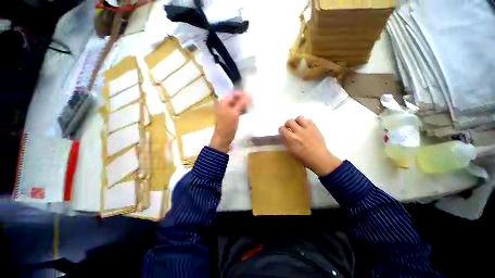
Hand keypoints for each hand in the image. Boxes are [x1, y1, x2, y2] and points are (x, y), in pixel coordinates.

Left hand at [209, 91, 250, 152]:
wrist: (222, 139)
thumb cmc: (228, 126)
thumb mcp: (235, 113)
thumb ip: (242, 103)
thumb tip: (250, 94)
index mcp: (223, 102)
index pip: (233, 93)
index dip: (242, 94)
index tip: (252, 96)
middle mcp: (224, 104)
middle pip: (235, 98)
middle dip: (243, 99)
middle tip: (253, 101)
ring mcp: (226, 111)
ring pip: (236, 104)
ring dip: (243, 105)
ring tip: (251, 106)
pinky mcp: (229, 116)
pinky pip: (236, 110)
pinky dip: (241, 110)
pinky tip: (247, 111)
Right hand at [279, 116, 341, 176]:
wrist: (319, 158)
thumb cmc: (303, 157)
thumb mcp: (291, 151)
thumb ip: (286, 141)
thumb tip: (283, 134)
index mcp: (291, 138)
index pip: (282, 128)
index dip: (281, 130)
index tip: (283, 132)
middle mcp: (298, 131)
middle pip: (289, 121)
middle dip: (288, 124)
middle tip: (290, 128)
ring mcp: (307, 128)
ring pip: (299, 118)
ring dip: (297, 121)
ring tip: (298, 126)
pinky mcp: (315, 127)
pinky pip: (309, 120)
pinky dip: (306, 123)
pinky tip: (306, 128)